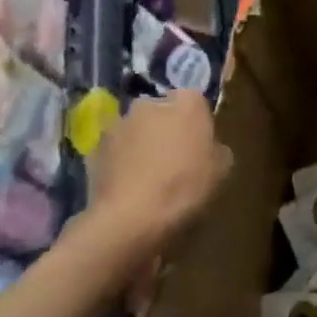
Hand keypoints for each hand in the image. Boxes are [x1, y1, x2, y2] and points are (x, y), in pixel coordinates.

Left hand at [90, 91, 231, 249]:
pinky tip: (129, 185)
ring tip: (148, 174)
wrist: (130, 217)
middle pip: (162, 111)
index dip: (197, 120)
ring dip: (142, 143)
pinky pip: (116, 150)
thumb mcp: (222, 170)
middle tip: (175, 156)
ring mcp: (118, 124)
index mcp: (187, 103)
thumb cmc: (185, 187)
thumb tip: (209, 147)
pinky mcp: (93, 147)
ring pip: (136, 129)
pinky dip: (122, 161)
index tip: (201, 141)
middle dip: (167, 127)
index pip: (195, 99)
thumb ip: (216, 148)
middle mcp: (150, 104)